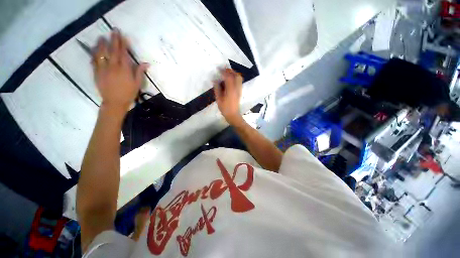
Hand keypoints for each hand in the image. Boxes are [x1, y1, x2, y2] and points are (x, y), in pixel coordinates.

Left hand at [92, 30, 148, 114]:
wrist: (115, 102)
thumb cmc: (128, 93)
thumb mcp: (137, 83)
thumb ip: (139, 72)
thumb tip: (146, 63)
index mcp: (124, 69)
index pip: (123, 53)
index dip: (123, 44)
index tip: (123, 36)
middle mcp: (113, 67)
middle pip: (113, 50)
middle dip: (114, 40)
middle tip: (114, 31)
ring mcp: (103, 69)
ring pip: (101, 53)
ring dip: (101, 44)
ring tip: (101, 38)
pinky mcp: (96, 73)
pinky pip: (94, 61)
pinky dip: (94, 54)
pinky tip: (94, 50)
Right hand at [214, 69, 243, 124]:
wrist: (233, 115)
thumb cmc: (225, 108)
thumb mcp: (219, 99)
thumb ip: (217, 89)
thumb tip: (215, 80)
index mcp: (231, 90)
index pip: (228, 77)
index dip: (223, 71)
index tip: (218, 69)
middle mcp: (237, 88)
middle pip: (236, 75)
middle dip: (230, 71)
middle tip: (224, 70)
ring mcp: (239, 90)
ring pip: (239, 78)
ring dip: (233, 74)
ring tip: (226, 74)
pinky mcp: (240, 92)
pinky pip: (239, 82)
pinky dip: (235, 78)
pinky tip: (229, 81)